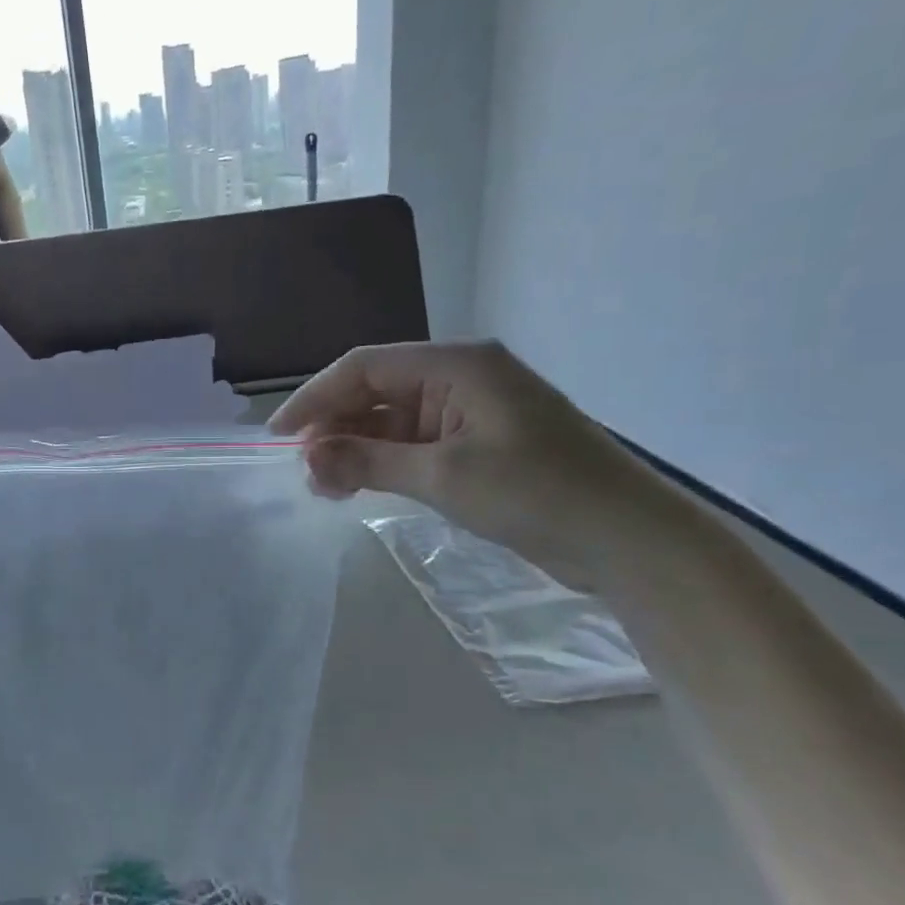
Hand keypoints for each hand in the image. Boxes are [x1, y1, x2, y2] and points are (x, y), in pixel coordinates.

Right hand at [270, 341, 661, 581]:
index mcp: (457, 365)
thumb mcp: (444, 476)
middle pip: (376, 392)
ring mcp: (469, 413)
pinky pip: (412, 445)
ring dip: (354, 449)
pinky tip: (357, 487)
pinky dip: (382, 464)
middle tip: (305, 473)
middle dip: (334, 428)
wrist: (627, 539)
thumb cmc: (537, 494)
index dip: (315, 397)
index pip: (365, 367)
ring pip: (391, 421)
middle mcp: (460, 379)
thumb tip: (306, 457)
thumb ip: (369, 462)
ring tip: (325, 488)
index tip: (277, 436)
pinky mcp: (476, 446)